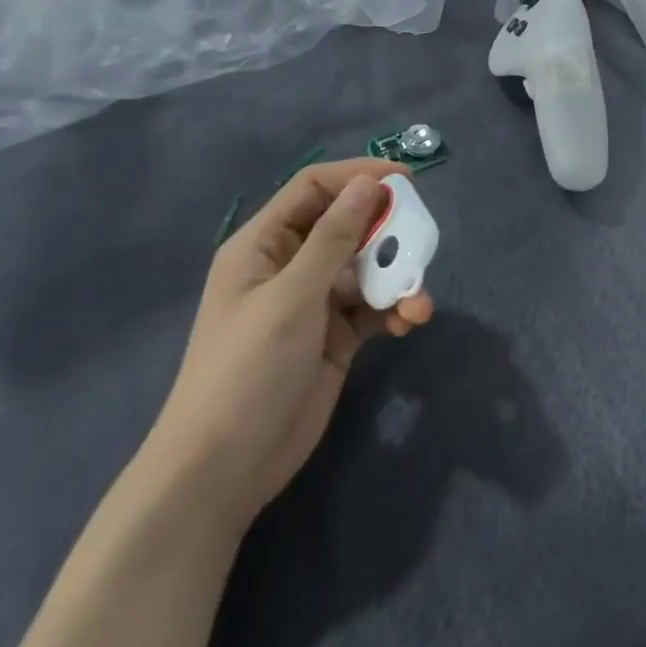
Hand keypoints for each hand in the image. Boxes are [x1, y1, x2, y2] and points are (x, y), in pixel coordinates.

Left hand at [144, 159, 435, 525]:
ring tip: (419, 300)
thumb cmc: (247, 369)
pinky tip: (410, 322)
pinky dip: (395, 309)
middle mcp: (290, 265)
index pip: (314, 188)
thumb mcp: (292, 296)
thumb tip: (368, 183)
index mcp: (264, 244)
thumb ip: (334, 237)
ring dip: (397, 276)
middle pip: (348, 225)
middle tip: (422, 238)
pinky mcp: (335, 336)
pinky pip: (373, 307)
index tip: (405, 180)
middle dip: (387, 230)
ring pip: (367, 268)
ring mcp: (314, 302)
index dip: (358, 176)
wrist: (223, 470)